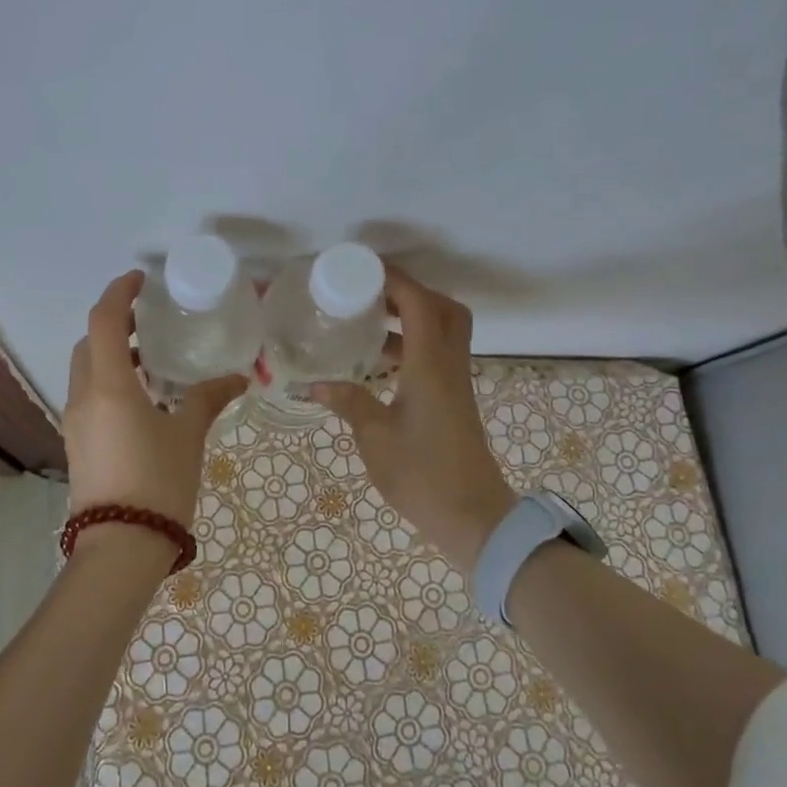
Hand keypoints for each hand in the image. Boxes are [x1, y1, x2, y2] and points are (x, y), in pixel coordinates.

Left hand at [64, 271, 247, 533]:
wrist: (120, 548)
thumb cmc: (158, 482)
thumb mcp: (188, 435)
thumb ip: (208, 399)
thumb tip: (237, 378)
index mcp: (109, 386)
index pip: (104, 321)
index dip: (119, 293)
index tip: (140, 280)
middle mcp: (83, 397)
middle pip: (89, 343)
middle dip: (114, 324)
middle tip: (149, 320)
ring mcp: (76, 422)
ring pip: (86, 371)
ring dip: (111, 355)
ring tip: (152, 359)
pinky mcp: (78, 444)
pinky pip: (89, 396)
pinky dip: (109, 381)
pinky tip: (143, 399)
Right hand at [312, 267, 514, 571]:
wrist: (473, 518)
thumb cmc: (422, 474)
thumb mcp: (374, 436)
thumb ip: (347, 402)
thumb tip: (313, 384)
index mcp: (431, 365)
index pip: (419, 303)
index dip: (394, 280)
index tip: (362, 269)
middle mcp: (449, 365)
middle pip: (443, 309)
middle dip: (410, 293)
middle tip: (372, 295)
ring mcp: (456, 384)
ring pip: (443, 332)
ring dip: (411, 319)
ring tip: (367, 324)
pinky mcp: (454, 401)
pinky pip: (437, 356)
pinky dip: (412, 347)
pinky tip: (379, 365)